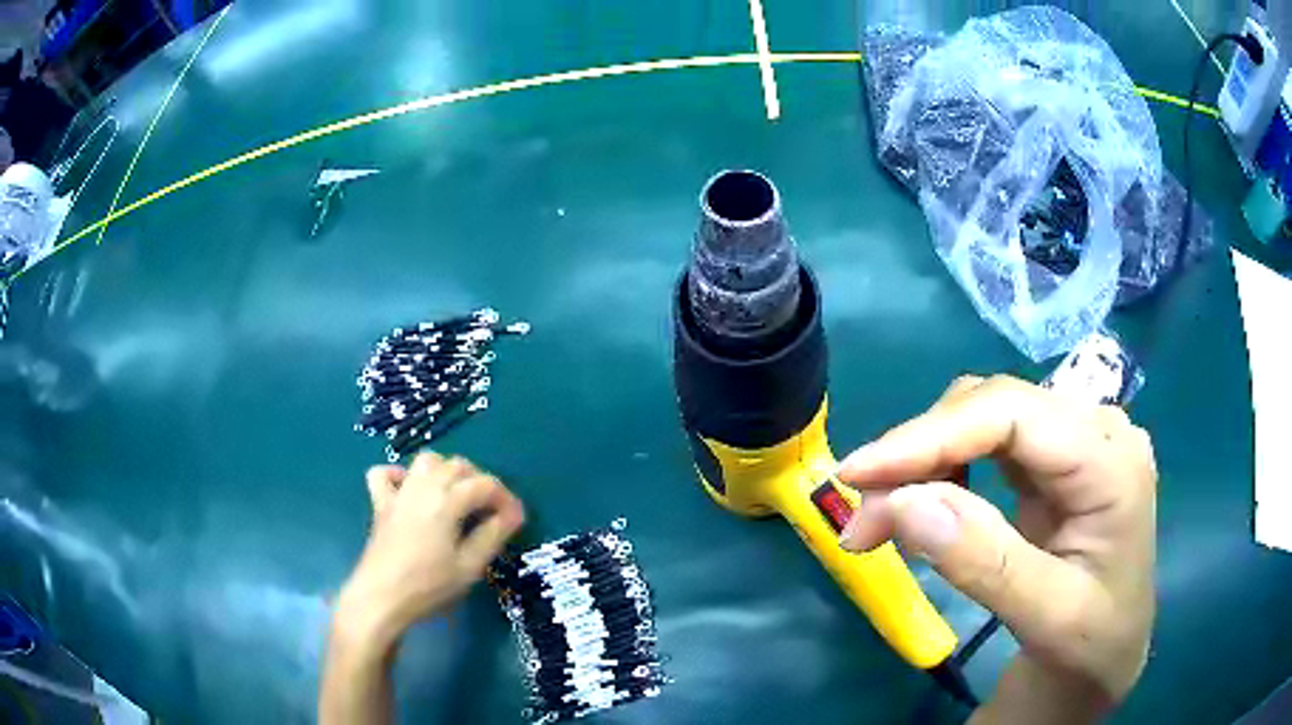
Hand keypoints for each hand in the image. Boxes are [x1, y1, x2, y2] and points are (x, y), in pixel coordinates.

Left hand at [335, 453, 525, 648]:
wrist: (381, 597)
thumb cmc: (429, 586)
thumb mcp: (469, 566)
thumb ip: (492, 536)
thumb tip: (513, 515)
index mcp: (447, 501)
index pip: (485, 484)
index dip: (505, 498)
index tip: (516, 519)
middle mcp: (423, 487)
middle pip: (458, 466)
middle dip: (480, 483)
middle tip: (490, 512)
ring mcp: (399, 493)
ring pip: (426, 461)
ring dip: (446, 471)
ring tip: (456, 497)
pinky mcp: (381, 504)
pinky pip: (386, 474)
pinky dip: (401, 476)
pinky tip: (411, 492)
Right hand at [837, 375, 1155, 722]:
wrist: (1107, 655)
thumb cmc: (1091, 644)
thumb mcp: (1048, 618)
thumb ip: (985, 562)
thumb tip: (901, 502)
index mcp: (1112, 462)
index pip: (1013, 415)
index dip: (930, 436)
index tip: (855, 476)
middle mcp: (1097, 431)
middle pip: (994, 407)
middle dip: (919, 456)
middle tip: (863, 523)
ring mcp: (1076, 441)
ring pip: (984, 417)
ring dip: (925, 461)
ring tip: (883, 520)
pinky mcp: (1055, 461)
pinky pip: (988, 441)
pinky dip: (944, 469)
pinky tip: (929, 506)